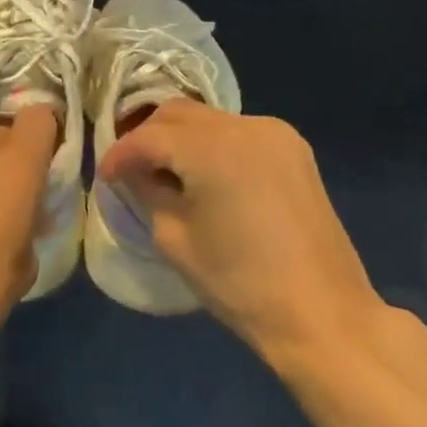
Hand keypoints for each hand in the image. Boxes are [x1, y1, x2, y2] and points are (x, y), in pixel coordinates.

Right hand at [97, 102, 386, 362]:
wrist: (322, 313)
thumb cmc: (239, 283)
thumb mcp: (174, 239)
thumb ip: (147, 192)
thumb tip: (135, 174)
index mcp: (212, 148)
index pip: (148, 137)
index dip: (119, 154)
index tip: (105, 178)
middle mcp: (244, 126)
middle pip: (178, 113)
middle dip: (148, 137)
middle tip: (131, 171)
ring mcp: (275, 133)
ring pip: (208, 119)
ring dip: (180, 139)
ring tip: (166, 174)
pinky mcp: (294, 149)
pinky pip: (237, 133)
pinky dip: (212, 146)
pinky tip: (205, 177)